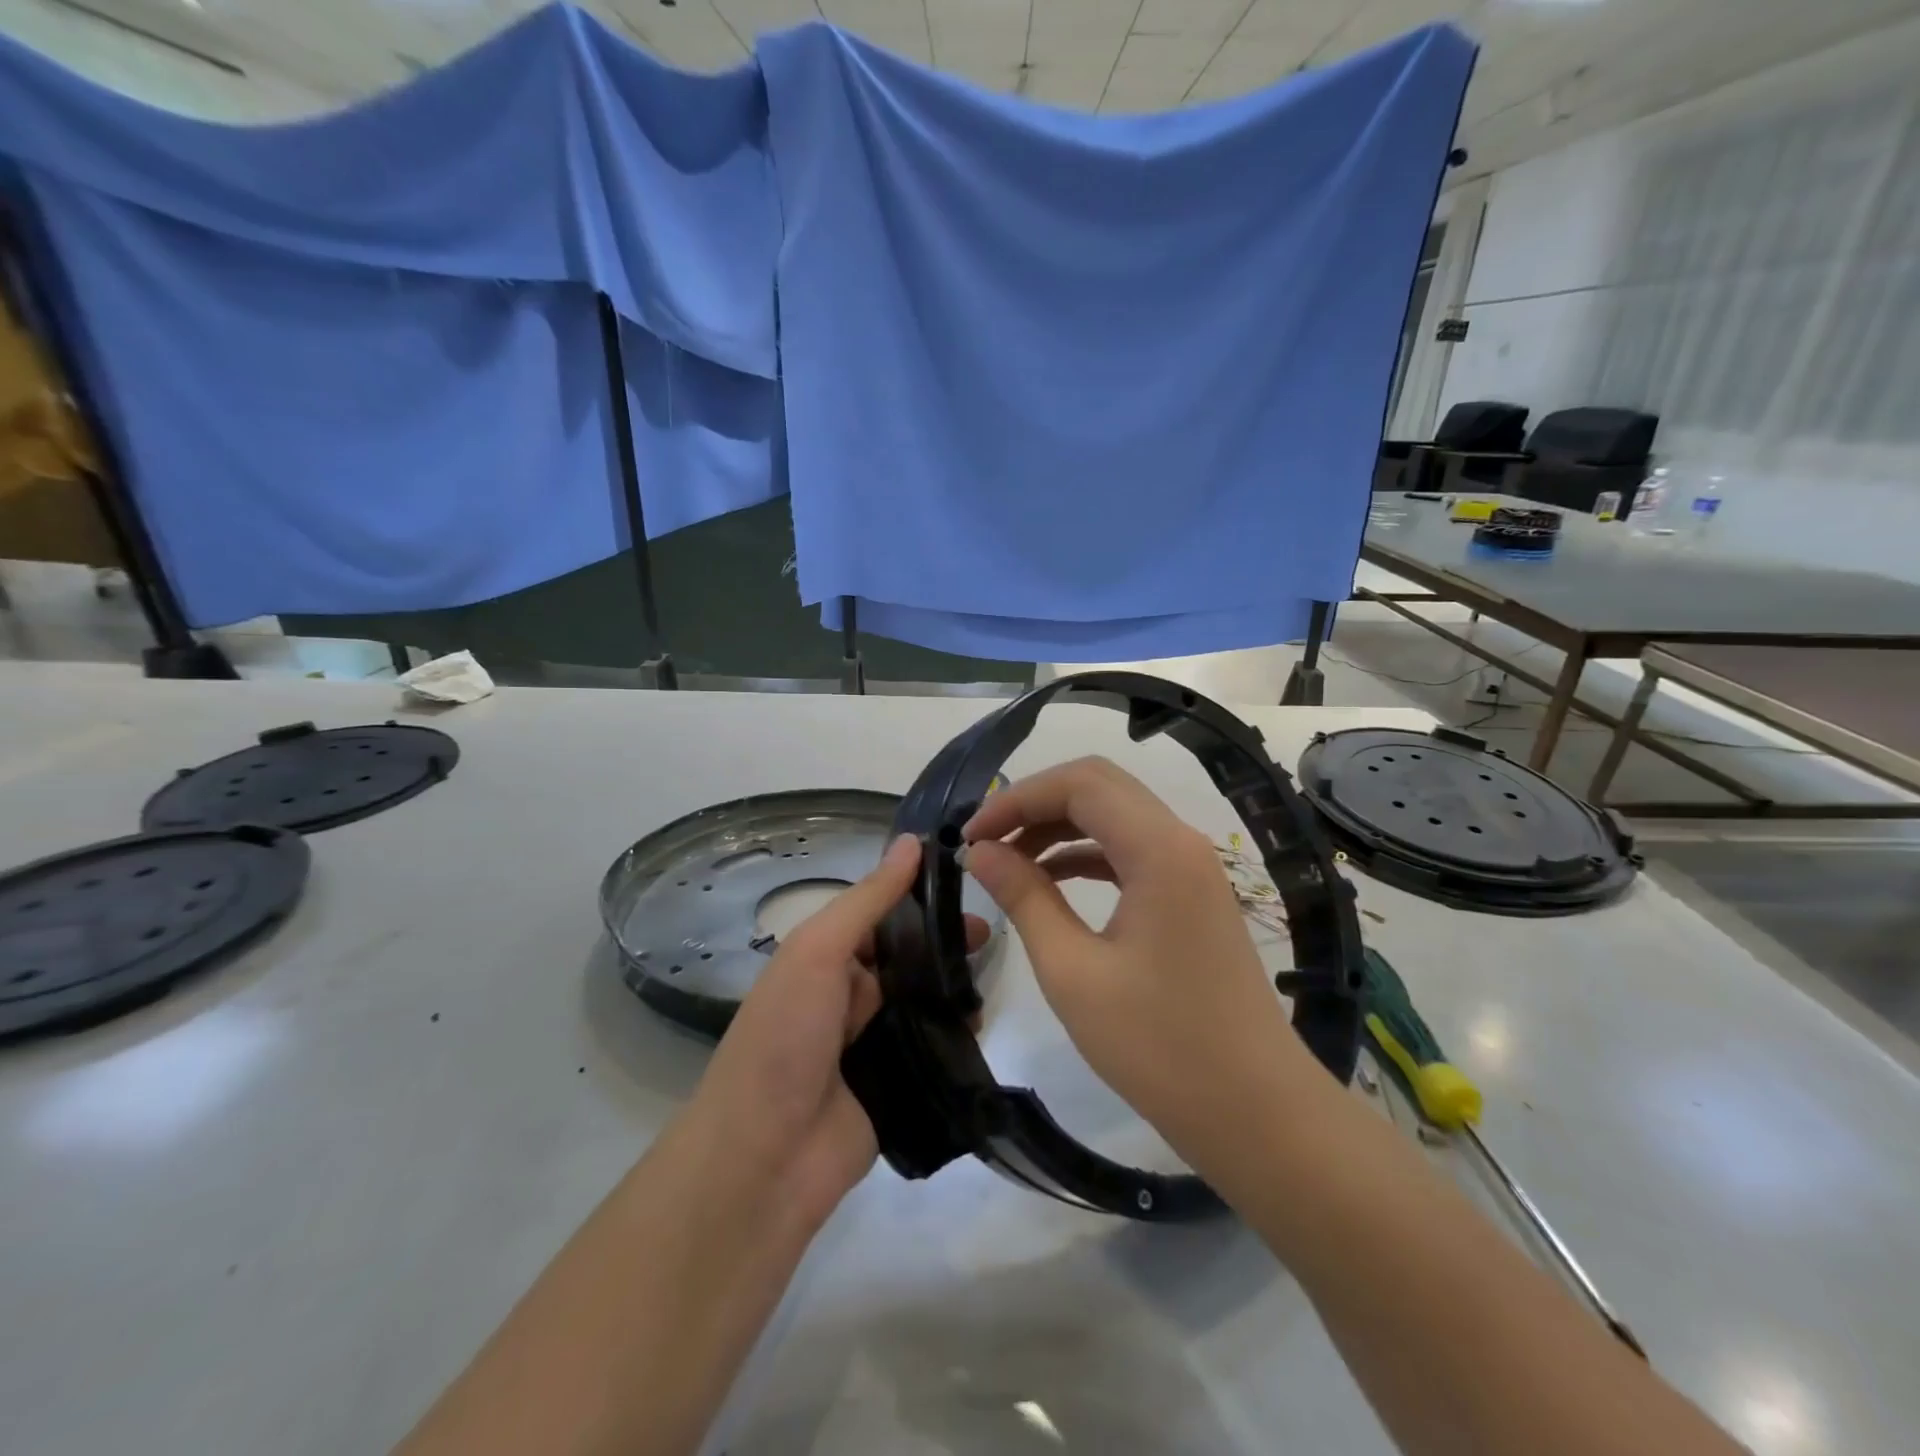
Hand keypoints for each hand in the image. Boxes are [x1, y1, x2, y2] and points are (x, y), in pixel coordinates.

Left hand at [681, 835, 984, 1229]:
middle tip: (987, 938)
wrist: (765, 1159)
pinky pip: (933, 1048)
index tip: (966, 880)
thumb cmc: (784, 1037)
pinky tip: (980, 1025)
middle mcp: (850, 994)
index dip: (919, 894)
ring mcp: (874, 1041)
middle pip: (908, 956)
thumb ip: (868, 900)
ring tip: (985, 982)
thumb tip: (911, 842)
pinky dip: (956, 1035)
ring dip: (955, 988)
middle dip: (945, 942)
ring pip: (925, 1000)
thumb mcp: (818, 952)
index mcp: (825, 957)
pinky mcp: (898, 1084)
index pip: (881, 913)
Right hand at [962, 757, 1317, 1172]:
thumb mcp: (1073, 972)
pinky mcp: (1191, 894)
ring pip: (1114, 815)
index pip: (1078, 785)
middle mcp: (1180, 841)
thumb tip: (980, 852)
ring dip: (1058, 826)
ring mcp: (1191, 867)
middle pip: (1099, 787)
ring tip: (1007, 860)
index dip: (1017, 798)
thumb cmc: (1159, 1047)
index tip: (971, 836)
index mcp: (1158, 849)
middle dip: (1035, 803)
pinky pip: (1130, 850)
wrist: (1256, 1113)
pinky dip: (1085, 853)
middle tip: (986, 840)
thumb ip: (1024, 898)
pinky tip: (1049, 880)